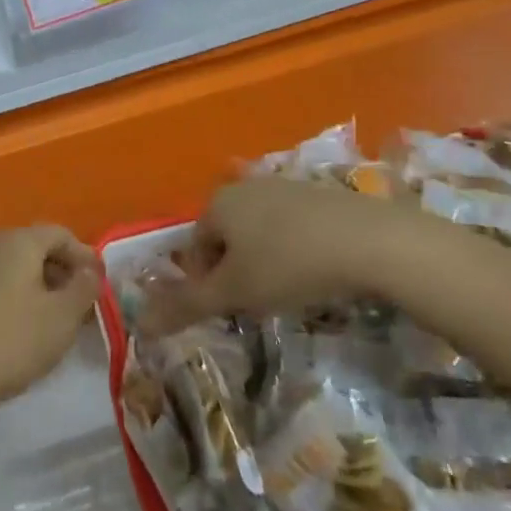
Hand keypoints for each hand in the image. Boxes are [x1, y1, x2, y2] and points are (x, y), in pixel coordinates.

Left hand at [0, 225, 101, 421]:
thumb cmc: (15, 337)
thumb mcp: (63, 315)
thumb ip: (85, 288)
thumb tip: (91, 270)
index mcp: (20, 240)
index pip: (61, 234)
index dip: (85, 256)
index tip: (101, 285)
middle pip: (38, 248)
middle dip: (65, 272)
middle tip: (84, 305)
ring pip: (18, 268)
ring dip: (43, 287)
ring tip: (59, 321)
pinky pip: (0, 284)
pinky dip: (20, 297)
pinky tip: (28, 329)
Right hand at [141, 178, 423, 334]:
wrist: (371, 241)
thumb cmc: (288, 265)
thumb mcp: (234, 293)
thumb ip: (185, 306)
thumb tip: (139, 325)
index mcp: (217, 203)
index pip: (194, 248)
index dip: (205, 284)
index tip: (230, 310)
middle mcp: (245, 186)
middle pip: (226, 238)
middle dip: (235, 272)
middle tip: (258, 303)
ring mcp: (284, 186)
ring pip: (259, 232)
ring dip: (264, 261)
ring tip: (288, 291)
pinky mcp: (320, 193)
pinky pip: (292, 226)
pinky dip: (294, 250)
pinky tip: (316, 272)